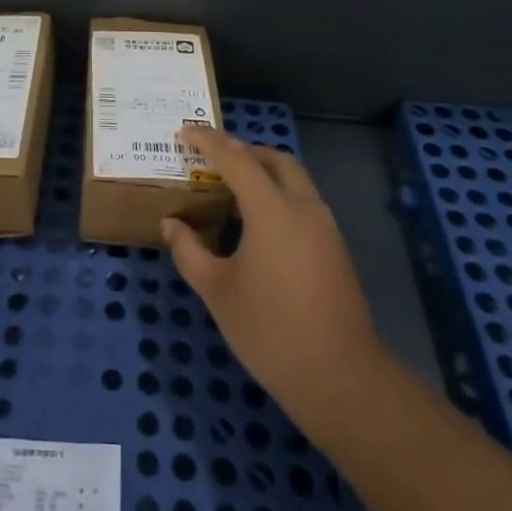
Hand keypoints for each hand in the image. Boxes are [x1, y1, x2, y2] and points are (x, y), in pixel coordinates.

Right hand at [162, 128, 381, 423]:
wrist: (339, 377)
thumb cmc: (269, 330)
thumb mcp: (217, 291)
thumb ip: (190, 251)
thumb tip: (172, 224)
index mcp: (272, 210)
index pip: (237, 159)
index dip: (208, 141)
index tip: (184, 132)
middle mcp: (304, 207)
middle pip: (275, 159)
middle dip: (243, 151)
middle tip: (212, 158)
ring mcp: (325, 227)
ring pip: (294, 180)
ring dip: (264, 173)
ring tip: (230, 190)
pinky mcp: (335, 248)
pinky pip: (303, 203)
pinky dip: (278, 195)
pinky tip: (257, 224)